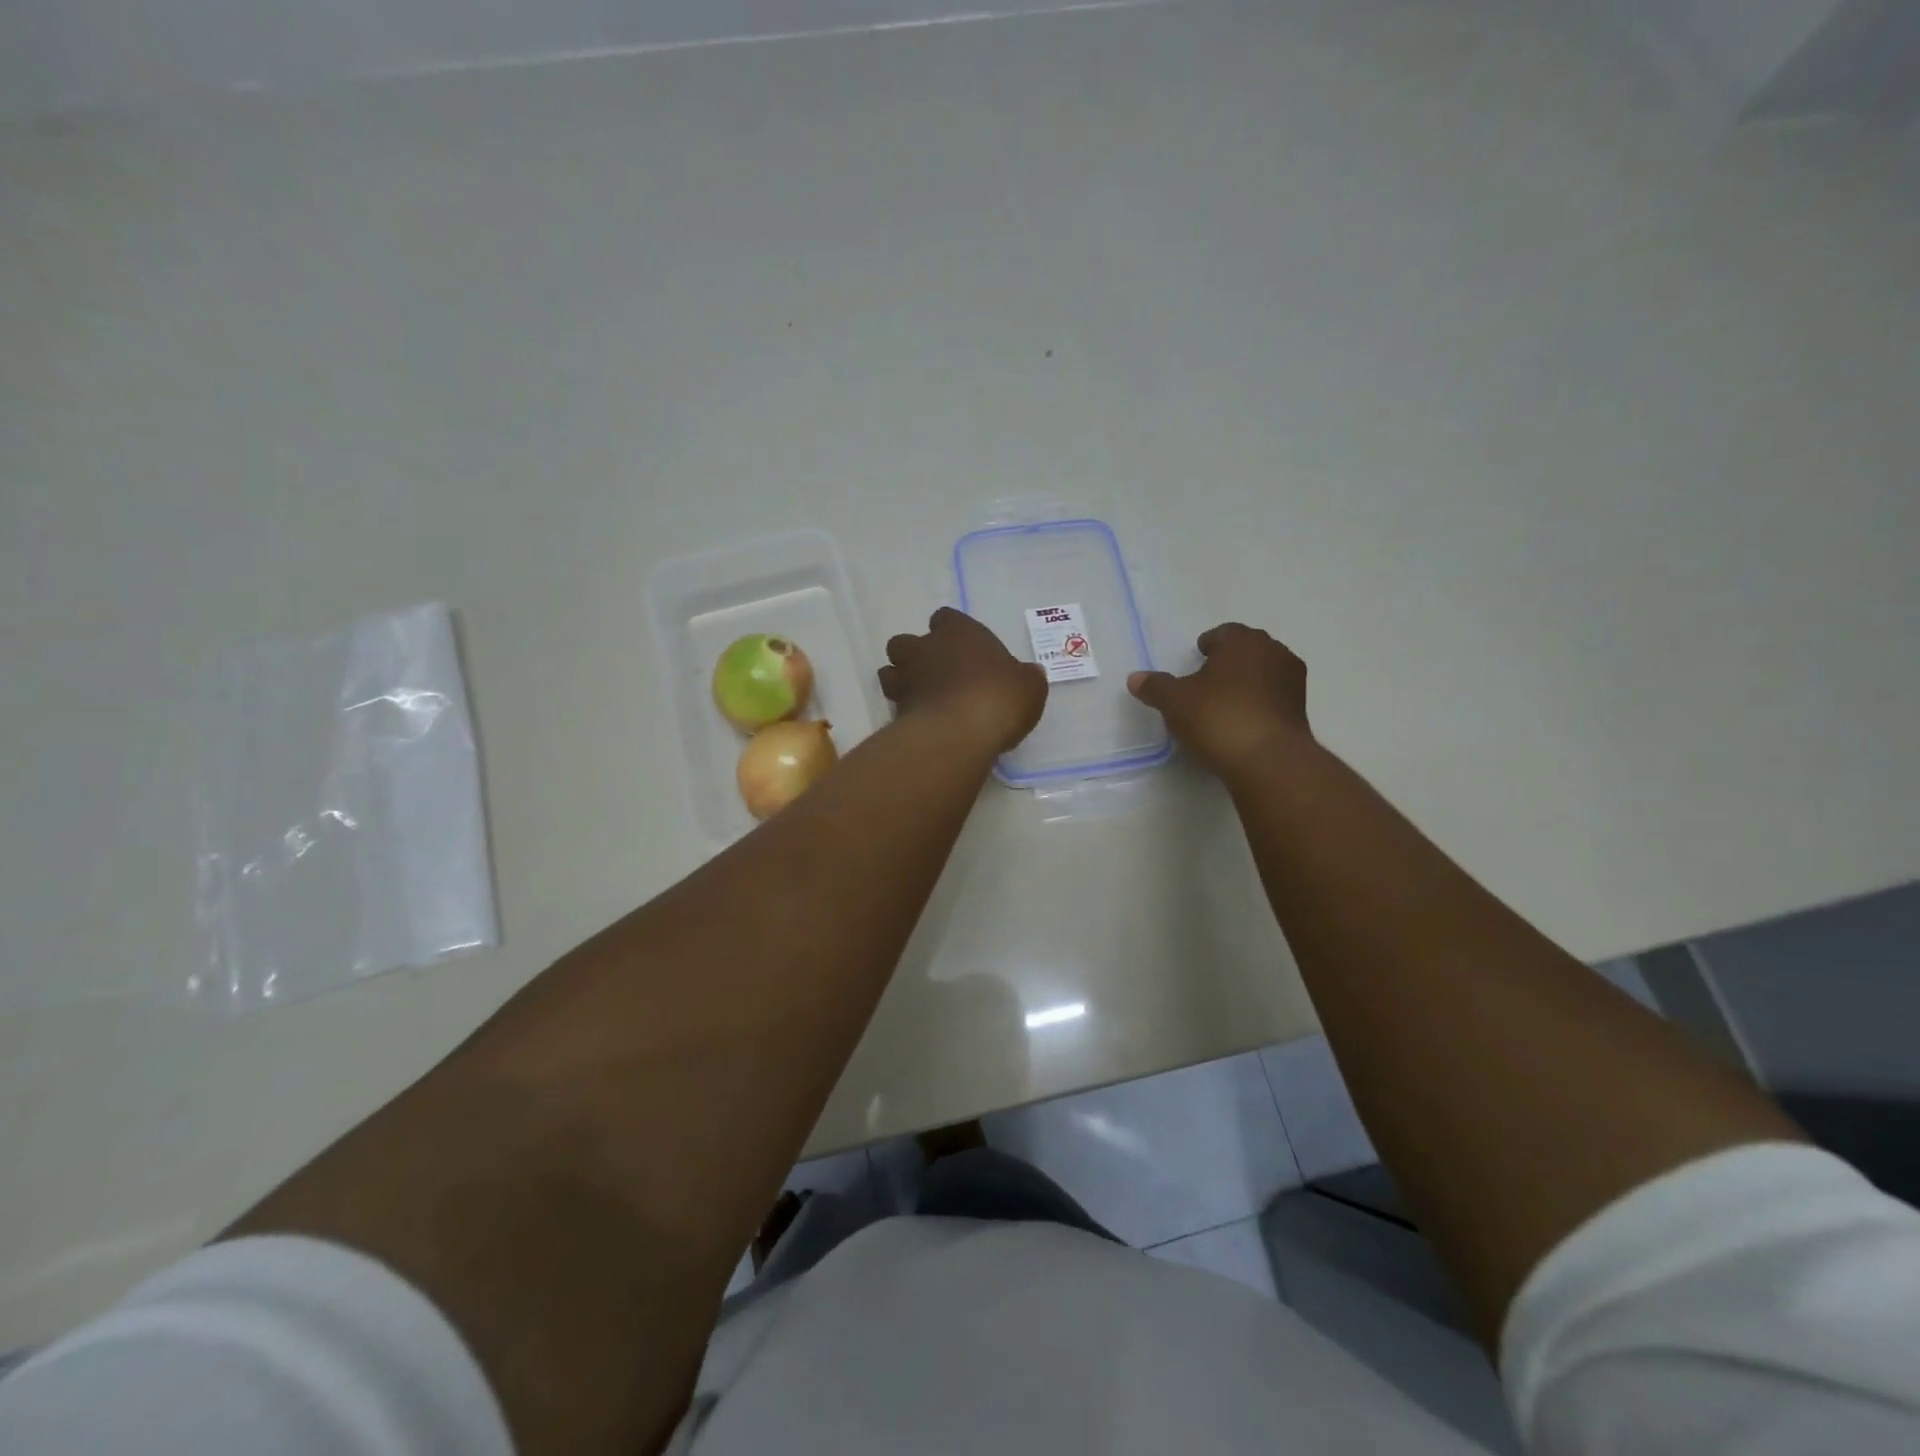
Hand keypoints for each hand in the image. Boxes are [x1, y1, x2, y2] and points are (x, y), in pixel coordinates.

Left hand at [880, 608, 1047, 753]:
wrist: (960, 732)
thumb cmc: (999, 696)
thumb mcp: (1029, 686)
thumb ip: (1025, 677)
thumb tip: (1029, 675)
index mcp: (958, 631)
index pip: (945, 618)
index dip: (952, 632)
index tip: (964, 649)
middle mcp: (925, 648)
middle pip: (906, 642)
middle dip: (916, 655)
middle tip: (937, 675)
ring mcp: (906, 679)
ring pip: (890, 671)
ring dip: (902, 681)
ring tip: (923, 699)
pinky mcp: (895, 710)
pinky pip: (895, 705)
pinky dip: (905, 712)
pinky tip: (923, 724)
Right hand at [1127, 623, 1311, 777]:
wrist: (1268, 760)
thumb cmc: (1218, 717)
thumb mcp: (1175, 702)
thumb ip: (1155, 687)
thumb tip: (1135, 678)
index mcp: (1243, 641)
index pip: (1224, 633)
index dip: (1209, 644)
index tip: (1198, 657)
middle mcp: (1274, 653)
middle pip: (1248, 650)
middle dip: (1230, 661)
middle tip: (1208, 679)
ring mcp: (1293, 682)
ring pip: (1264, 674)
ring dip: (1247, 682)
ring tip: (1224, 703)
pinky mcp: (1301, 711)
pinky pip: (1274, 698)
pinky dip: (1259, 704)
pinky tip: (1242, 722)